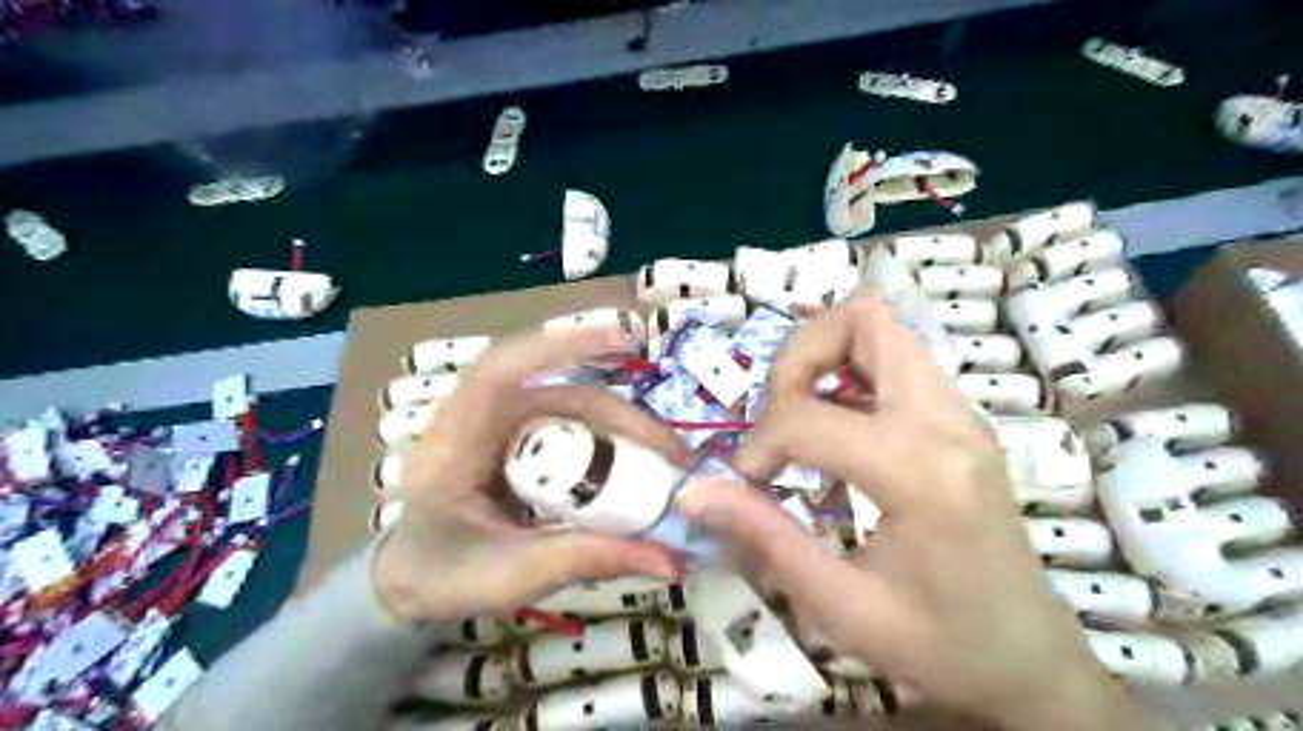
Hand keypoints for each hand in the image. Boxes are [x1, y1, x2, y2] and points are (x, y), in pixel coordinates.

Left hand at [369, 327, 686, 626]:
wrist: (413, 579)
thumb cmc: (448, 576)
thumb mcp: (519, 576)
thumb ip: (593, 560)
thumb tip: (675, 562)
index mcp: (453, 448)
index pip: (499, 373)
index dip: (558, 348)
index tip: (620, 344)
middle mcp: (475, 419)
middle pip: (557, 393)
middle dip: (621, 414)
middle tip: (673, 454)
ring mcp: (497, 422)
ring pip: (569, 403)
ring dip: (620, 422)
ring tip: (665, 457)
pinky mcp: (515, 431)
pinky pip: (567, 419)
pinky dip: (605, 431)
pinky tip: (635, 453)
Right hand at [679, 297, 1142, 730]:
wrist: (1029, 660)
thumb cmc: (938, 645)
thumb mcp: (840, 606)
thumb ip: (763, 536)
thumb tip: (691, 492)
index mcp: (922, 473)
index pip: (810, 416)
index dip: (759, 442)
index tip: (745, 483)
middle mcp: (948, 423)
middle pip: (866, 321)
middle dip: (799, 355)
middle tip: (776, 412)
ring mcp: (960, 414)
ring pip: (884, 329)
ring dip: (825, 355)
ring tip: (798, 415)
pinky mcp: (957, 420)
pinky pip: (896, 361)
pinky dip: (850, 372)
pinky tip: (833, 429)